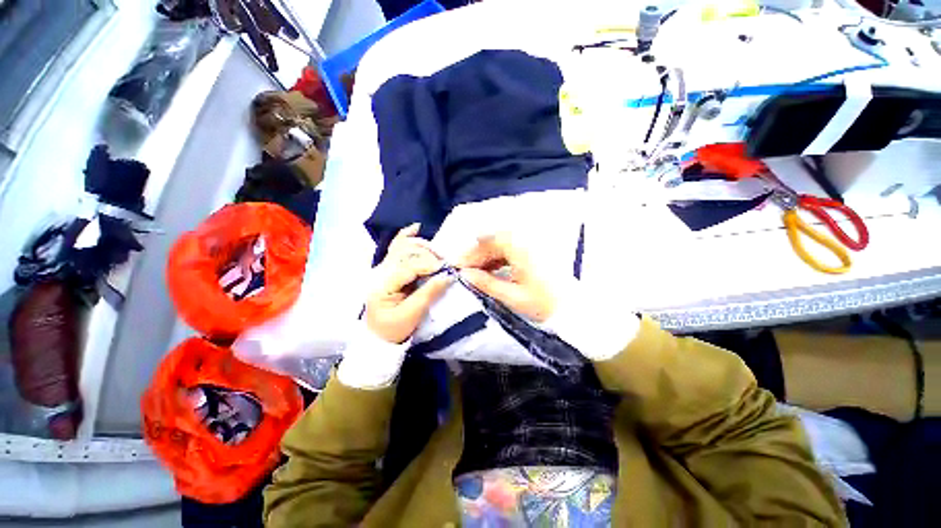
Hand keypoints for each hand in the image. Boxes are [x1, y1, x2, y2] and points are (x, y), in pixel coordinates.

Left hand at [366, 224, 451, 343]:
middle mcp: (380, 271)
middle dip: (428, 254)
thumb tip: (448, 276)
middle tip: (445, 264)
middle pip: (405, 252)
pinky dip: (406, 236)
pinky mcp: (389, 268)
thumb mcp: (411, 315)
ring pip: (402, 246)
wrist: (378, 337)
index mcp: (382, 284)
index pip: (408, 266)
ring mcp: (383, 267)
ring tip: (438, 255)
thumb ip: (429, 294)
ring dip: (422, 247)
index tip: (446, 269)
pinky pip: (396, 247)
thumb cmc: (393, 329)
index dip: (429, 264)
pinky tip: (416, 228)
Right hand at [457, 233, 555, 321]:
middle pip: (494, 241)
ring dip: (487, 257)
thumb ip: (486, 283)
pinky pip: (511, 249)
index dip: (470, 254)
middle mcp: (526, 240)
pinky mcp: (535, 251)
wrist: (576, 309)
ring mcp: (532, 244)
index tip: (458, 267)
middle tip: (466, 272)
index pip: (487, 243)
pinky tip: (492, 270)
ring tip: (477, 274)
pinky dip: (499, 258)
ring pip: (502, 244)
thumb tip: (465, 275)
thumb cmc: (545, 304)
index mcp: (520, 248)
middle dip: (477, 256)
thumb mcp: (512, 296)